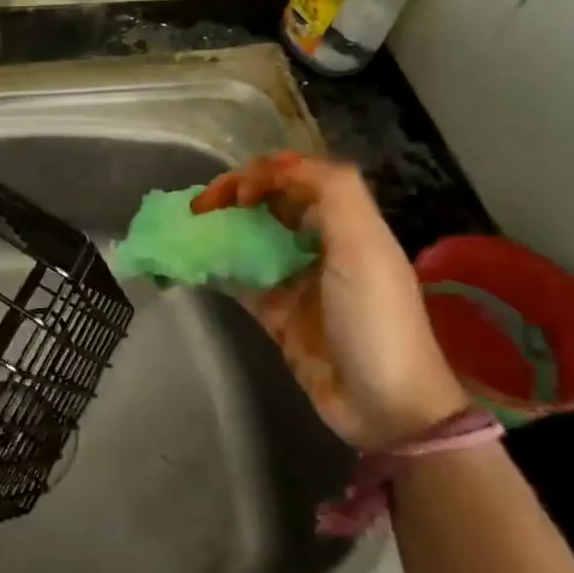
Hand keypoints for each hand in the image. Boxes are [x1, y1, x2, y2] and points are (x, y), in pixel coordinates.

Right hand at [193, 153, 465, 450]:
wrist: (386, 405)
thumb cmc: (375, 318)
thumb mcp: (363, 246)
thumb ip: (332, 192)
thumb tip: (280, 166)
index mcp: (347, 225)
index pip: (299, 179)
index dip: (264, 174)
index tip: (234, 193)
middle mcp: (320, 246)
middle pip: (271, 206)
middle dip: (234, 197)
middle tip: (200, 208)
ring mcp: (296, 281)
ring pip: (251, 240)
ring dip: (221, 229)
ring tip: (187, 229)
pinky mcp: (277, 314)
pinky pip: (240, 280)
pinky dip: (215, 268)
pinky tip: (190, 263)